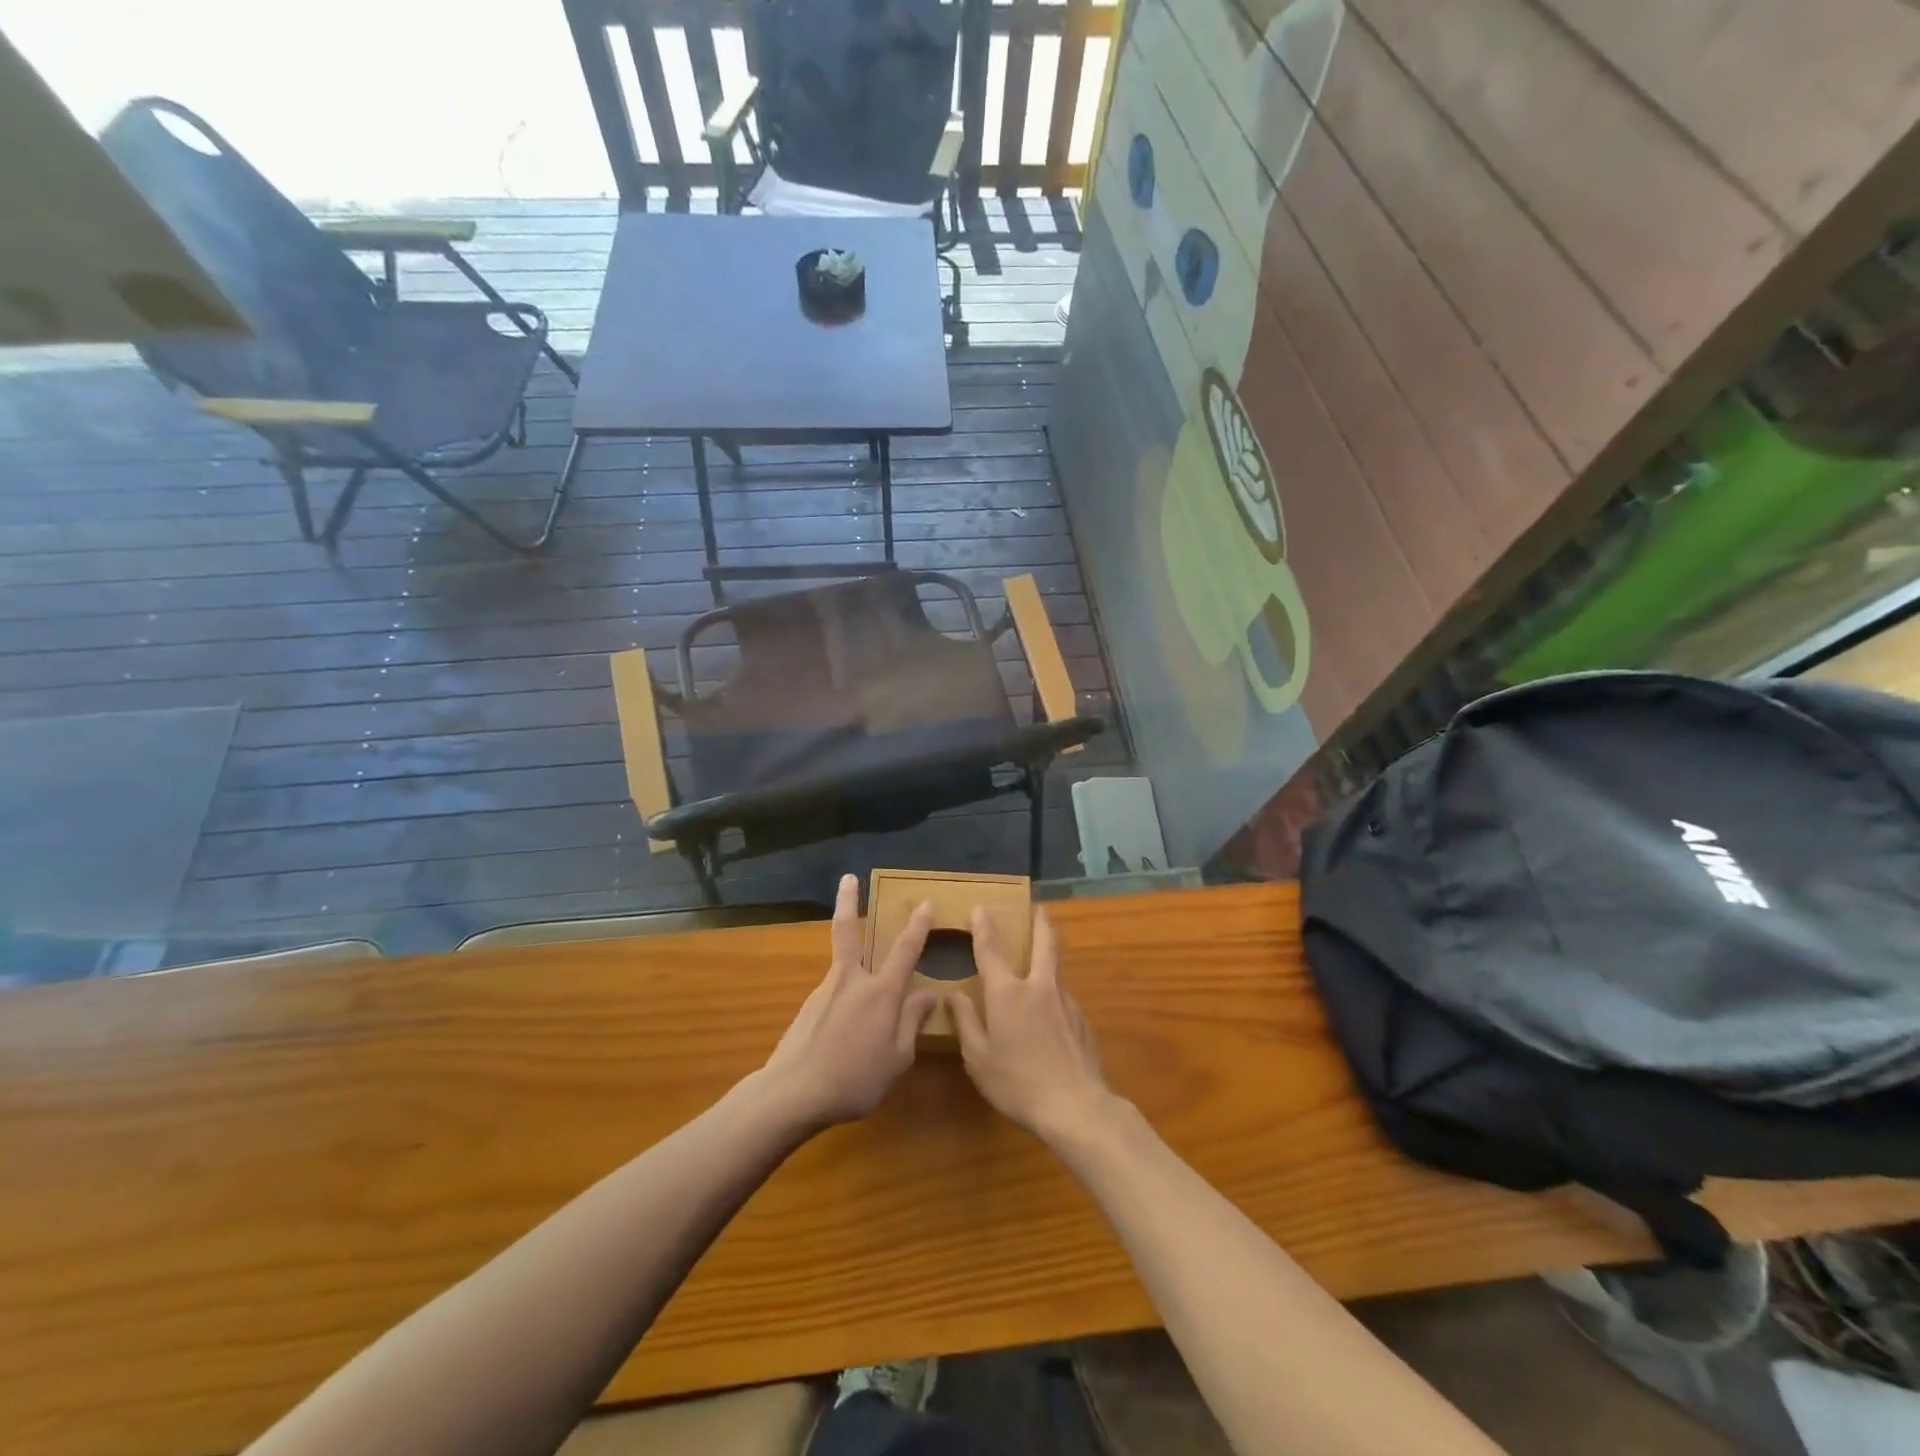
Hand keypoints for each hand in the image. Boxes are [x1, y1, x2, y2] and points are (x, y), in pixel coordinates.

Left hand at [761, 875, 937, 1127]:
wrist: (792, 1093)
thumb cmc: (855, 1079)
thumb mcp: (897, 1059)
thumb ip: (911, 1022)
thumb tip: (927, 994)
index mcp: (881, 992)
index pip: (905, 950)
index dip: (918, 926)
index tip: (925, 902)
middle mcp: (852, 980)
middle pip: (849, 931)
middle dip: (849, 901)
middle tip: (847, 877)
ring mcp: (826, 990)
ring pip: (842, 962)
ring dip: (851, 954)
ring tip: (863, 981)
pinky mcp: (808, 1007)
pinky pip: (834, 992)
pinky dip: (843, 997)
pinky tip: (845, 1026)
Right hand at [948, 907, 1114, 1142]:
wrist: (1076, 1106)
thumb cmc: (1018, 1083)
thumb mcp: (978, 1058)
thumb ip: (966, 1023)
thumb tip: (954, 995)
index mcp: (1008, 993)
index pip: (991, 951)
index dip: (984, 928)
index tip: (981, 908)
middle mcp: (1038, 987)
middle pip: (1044, 944)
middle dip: (1040, 922)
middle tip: (1039, 908)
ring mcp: (1065, 1002)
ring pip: (1055, 971)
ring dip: (1048, 960)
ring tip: (1040, 965)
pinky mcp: (1082, 1021)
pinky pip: (1062, 1000)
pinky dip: (1053, 998)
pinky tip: (1049, 1020)